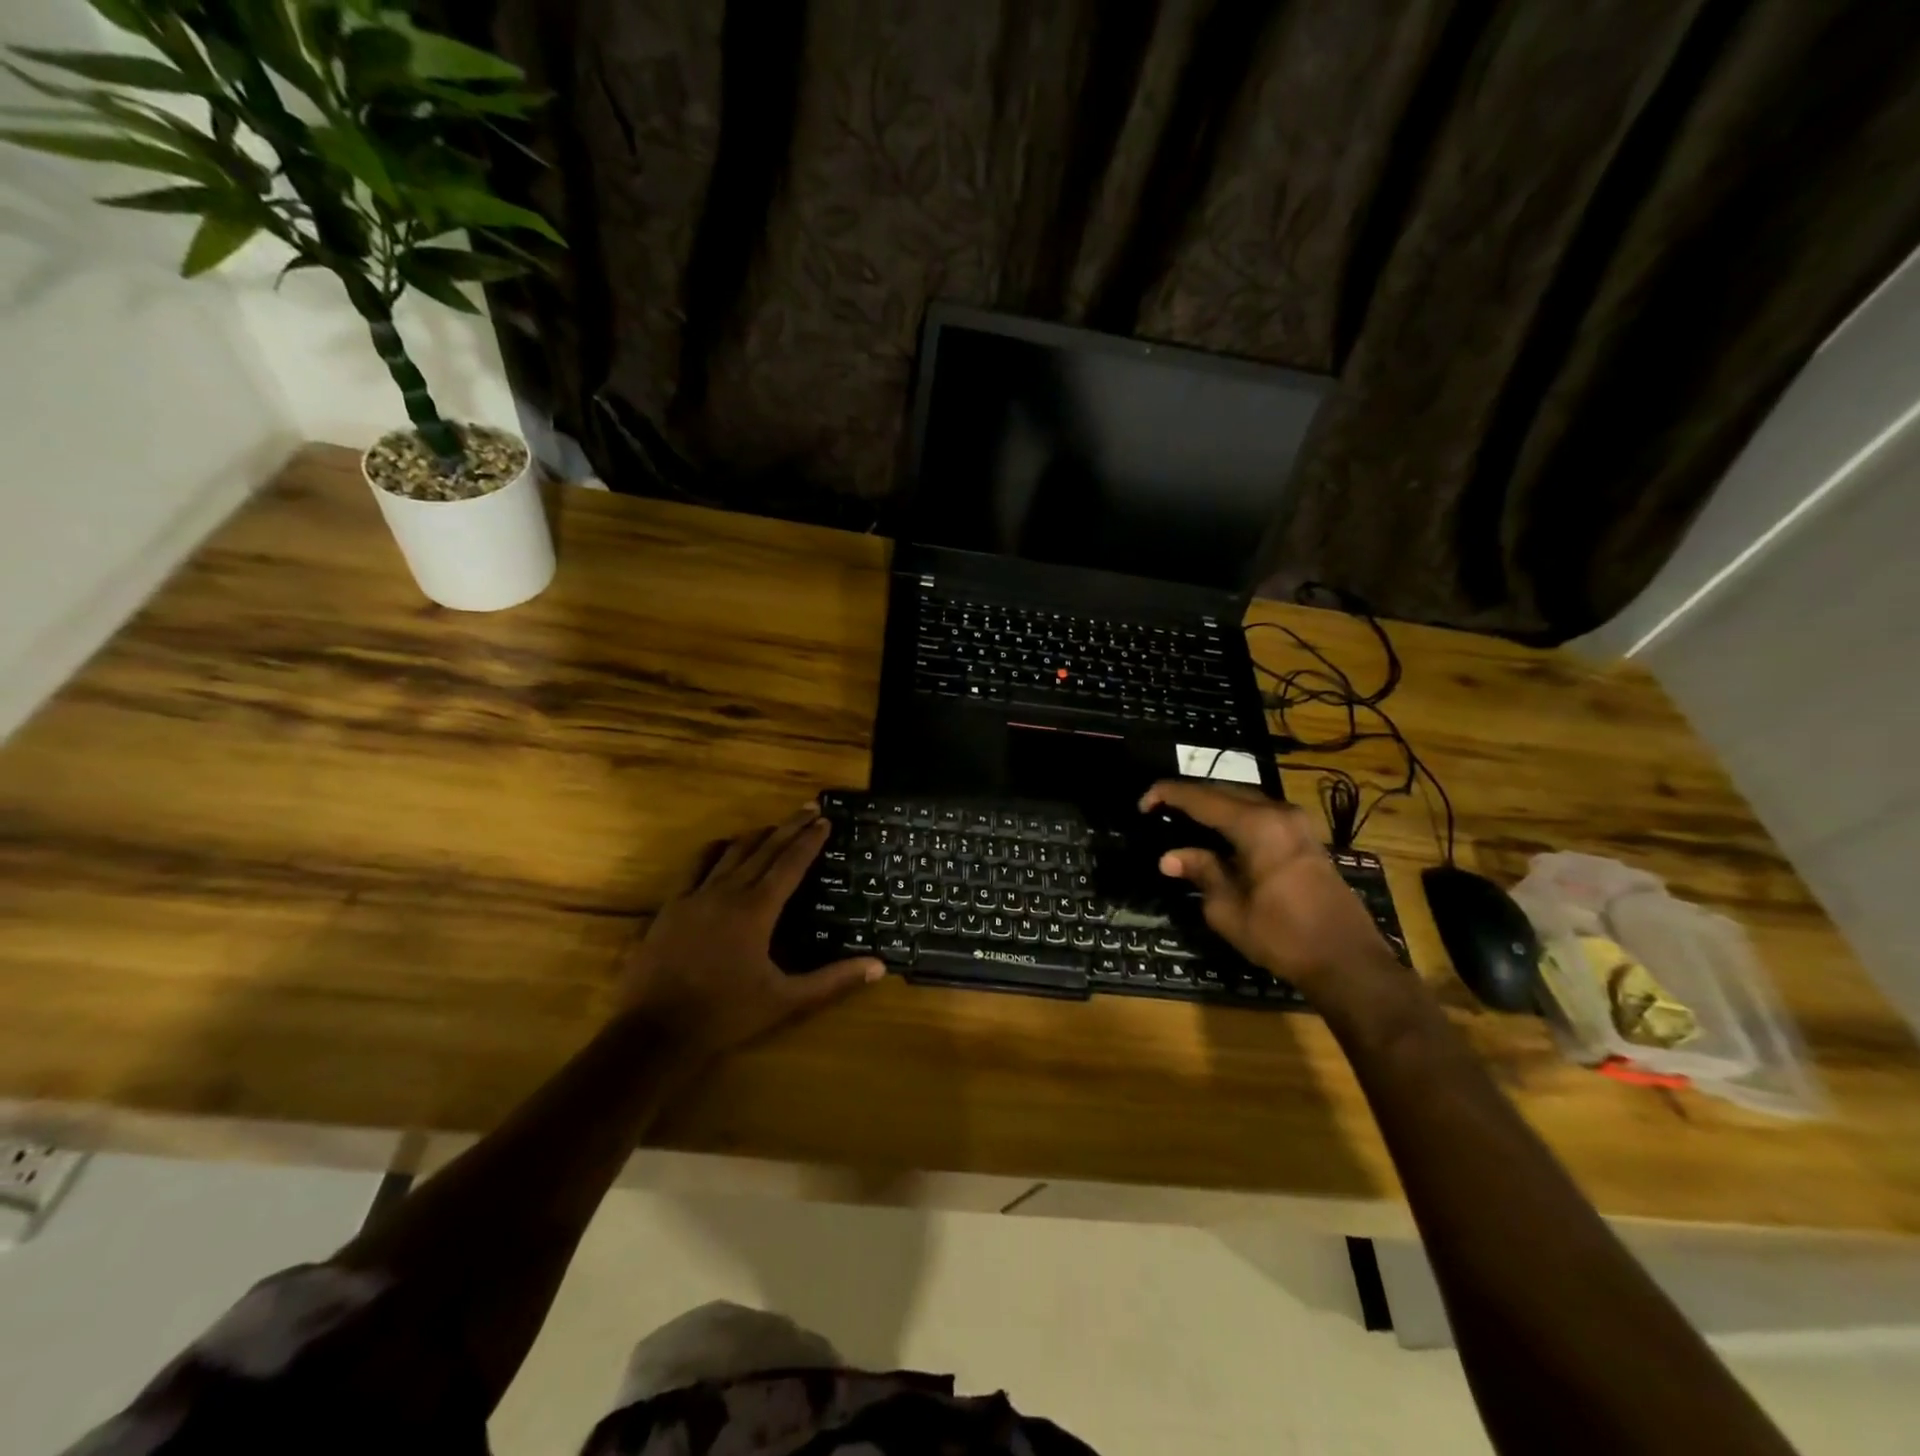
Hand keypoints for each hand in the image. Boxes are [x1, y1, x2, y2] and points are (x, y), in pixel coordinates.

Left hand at [616, 807, 883, 1062]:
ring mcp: (696, 896)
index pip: (791, 864)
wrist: (655, 1031)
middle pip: (764, 849)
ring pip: (731, 851)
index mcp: (757, 910)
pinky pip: (696, 866)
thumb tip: (878, 966)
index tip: (826, 820)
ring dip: (757, 835)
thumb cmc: (726, 1014)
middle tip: (810, 808)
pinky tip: (722, 847)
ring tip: (775, 826)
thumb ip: (833, 981)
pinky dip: (715, 850)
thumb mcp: (786, 1001)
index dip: (810, 841)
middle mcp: (728, 892)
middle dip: (790, 827)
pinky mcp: (672, 906)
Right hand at [1142, 780, 1400, 1003]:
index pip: (1201, 798)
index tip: (1142, 804)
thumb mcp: (1228, 909)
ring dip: (1213, 804)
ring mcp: (1297, 824)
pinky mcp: (1306, 838)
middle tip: (1159, 808)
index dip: (1167, 795)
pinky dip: (1234, 816)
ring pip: (1244, 799)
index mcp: (1256, 826)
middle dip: (1189, 795)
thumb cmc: (1282, 936)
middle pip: (1224, 791)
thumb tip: (1170, 857)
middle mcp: (1278, 813)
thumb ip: (1200, 872)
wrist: (1348, 962)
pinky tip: (1218, 831)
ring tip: (1183, 817)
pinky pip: (1261, 813)